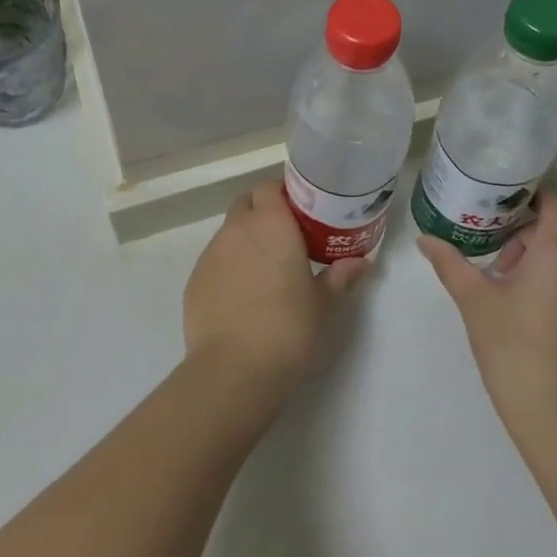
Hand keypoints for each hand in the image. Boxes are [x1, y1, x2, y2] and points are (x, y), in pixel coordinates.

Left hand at [183, 181, 371, 393]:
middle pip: (246, 203)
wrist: (234, 369)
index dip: (282, 195)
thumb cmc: (288, 328)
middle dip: (262, 212)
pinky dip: (228, 267)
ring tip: (264, 271)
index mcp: (271, 224)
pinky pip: (214, 261)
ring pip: (229, 232)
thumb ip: (340, 276)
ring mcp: (211, 253)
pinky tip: (241, 297)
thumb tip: (362, 263)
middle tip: (285, 239)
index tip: (300, 213)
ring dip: (245, 240)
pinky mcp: (194, 280)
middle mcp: (237, 229)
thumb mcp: (323, 303)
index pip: (269, 187)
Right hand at [420, 187, 556, 456]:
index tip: (493, 200)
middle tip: (487, 244)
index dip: (525, 194)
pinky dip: (552, 277)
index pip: (553, 200)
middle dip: (523, 229)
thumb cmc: (513, 348)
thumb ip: (450, 263)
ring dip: (536, 255)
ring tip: (501, 277)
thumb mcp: (474, 300)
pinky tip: (522, 303)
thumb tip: (424, 240)